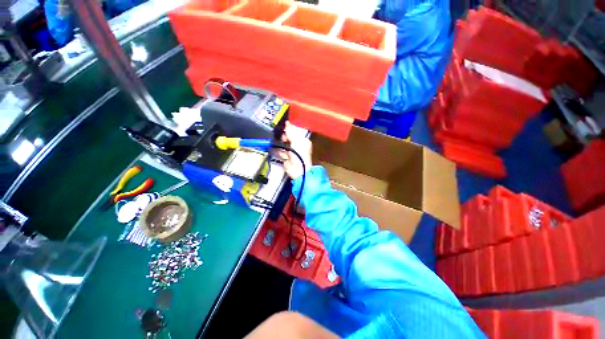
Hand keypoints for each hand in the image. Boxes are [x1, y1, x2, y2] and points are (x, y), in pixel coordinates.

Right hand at [277, 122, 311, 179]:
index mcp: (303, 141)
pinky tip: (273, 146)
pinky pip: (280, 152)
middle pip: (289, 138)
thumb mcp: (296, 140)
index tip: (283, 125)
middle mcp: (298, 146)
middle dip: (284, 135)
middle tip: (278, 133)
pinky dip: (277, 150)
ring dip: (279, 142)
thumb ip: (291, 131)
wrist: (298, 169)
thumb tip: (287, 122)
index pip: (296, 132)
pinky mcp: (286, 158)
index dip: (290, 129)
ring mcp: (292, 152)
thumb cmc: (300, 154)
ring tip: (274, 138)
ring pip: (284, 145)